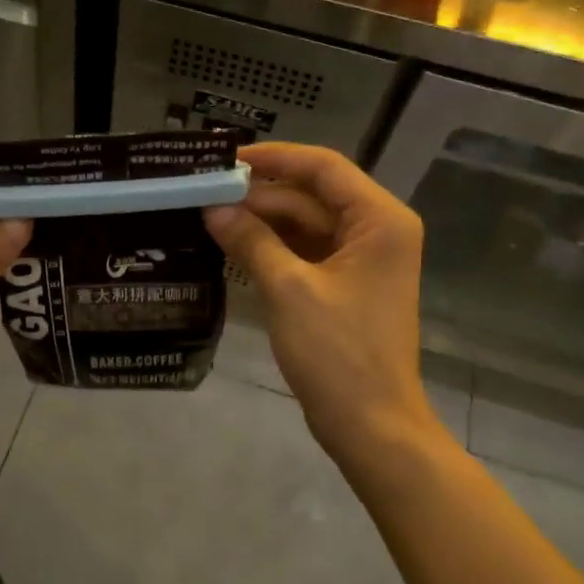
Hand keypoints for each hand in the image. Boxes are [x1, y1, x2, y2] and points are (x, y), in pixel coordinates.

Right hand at [204, 143, 445, 465]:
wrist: (372, 425)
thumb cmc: (337, 354)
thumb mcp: (288, 290)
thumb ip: (251, 240)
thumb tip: (213, 208)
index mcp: (379, 220)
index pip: (323, 168)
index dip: (274, 157)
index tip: (225, 159)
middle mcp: (377, 231)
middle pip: (312, 196)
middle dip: (260, 195)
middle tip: (204, 194)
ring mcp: (363, 261)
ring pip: (307, 225)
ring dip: (263, 222)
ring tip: (209, 217)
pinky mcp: (347, 287)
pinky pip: (306, 253)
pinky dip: (273, 248)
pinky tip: (233, 246)